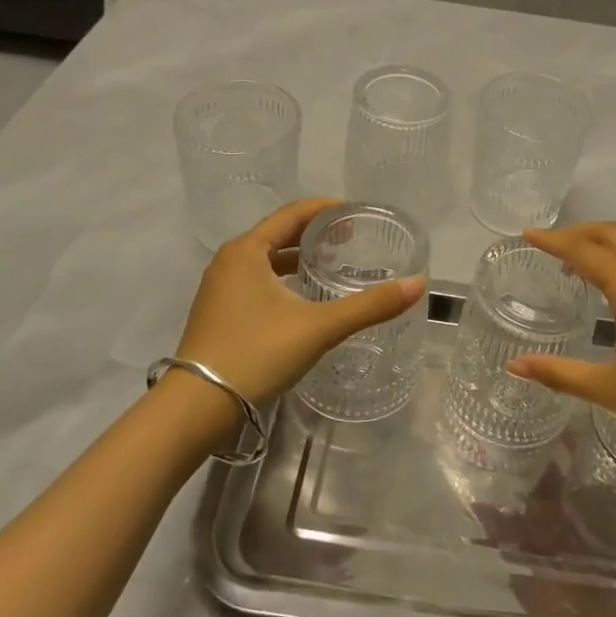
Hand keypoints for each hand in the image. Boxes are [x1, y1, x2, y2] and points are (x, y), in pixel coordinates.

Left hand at [172, 198, 425, 408]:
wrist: (197, 407)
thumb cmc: (256, 353)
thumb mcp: (318, 327)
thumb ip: (368, 306)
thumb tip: (418, 284)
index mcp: (247, 250)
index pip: (292, 214)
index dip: (326, 209)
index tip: (357, 212)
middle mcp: (229, 261)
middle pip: (279, 234)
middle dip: (315, 234)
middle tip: (351, 238)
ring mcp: (220, 288)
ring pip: (267, 261)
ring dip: (298, 258)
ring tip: (332, 265)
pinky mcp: (219, 313)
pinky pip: (257, 281)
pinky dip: (284, 280)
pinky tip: (304, 299)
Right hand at [509, 222, 615, 471]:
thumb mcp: (610, 391)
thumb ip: (560, 374)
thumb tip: (515, 366)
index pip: (585, 251)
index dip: (554, 240)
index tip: (528, 234)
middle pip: (614, 235)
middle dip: (580, 234)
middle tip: (552, 245)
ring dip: (612, 242)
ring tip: (590, 261)